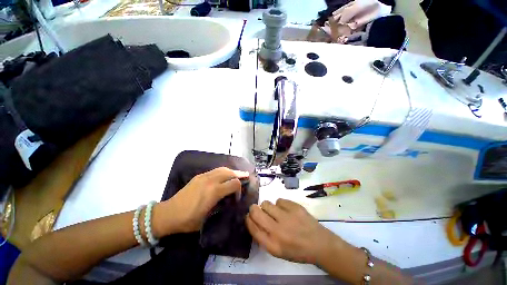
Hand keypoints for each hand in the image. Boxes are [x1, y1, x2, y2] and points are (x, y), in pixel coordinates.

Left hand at [153, 167, 248, 236]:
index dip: (239, 189)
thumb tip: (228, 199)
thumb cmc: (188, 220)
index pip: (234, 183)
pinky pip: (215, 170)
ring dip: (232, 171)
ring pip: (223, 169)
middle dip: (239, 174)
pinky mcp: (199, 176)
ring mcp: (204, 176)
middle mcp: (211, 180)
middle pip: (230, 173)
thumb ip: (220, 205)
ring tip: (237, 174)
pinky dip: (223, 171)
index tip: (236, 197)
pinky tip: (224, 175)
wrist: (168, 213)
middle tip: (246, 175)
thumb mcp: (208, 217)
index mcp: (214, 192)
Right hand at [246, 199, 341, 264]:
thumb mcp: (278, 251)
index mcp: (272, 244)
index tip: (249, 216)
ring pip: (266, 203)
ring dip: (267, 206)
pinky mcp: (294, 207)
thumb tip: (253, 220)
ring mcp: (286, 216)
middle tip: (257, 209)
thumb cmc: (297, 250)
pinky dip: (280, 205)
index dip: (248, 219)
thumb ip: (264, 237)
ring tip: (275, 211)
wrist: (319, 244)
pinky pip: (279, 200)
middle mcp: (277, 230)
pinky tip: (287, 210)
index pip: (252, 227)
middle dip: (253, 209)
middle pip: (256, 212)